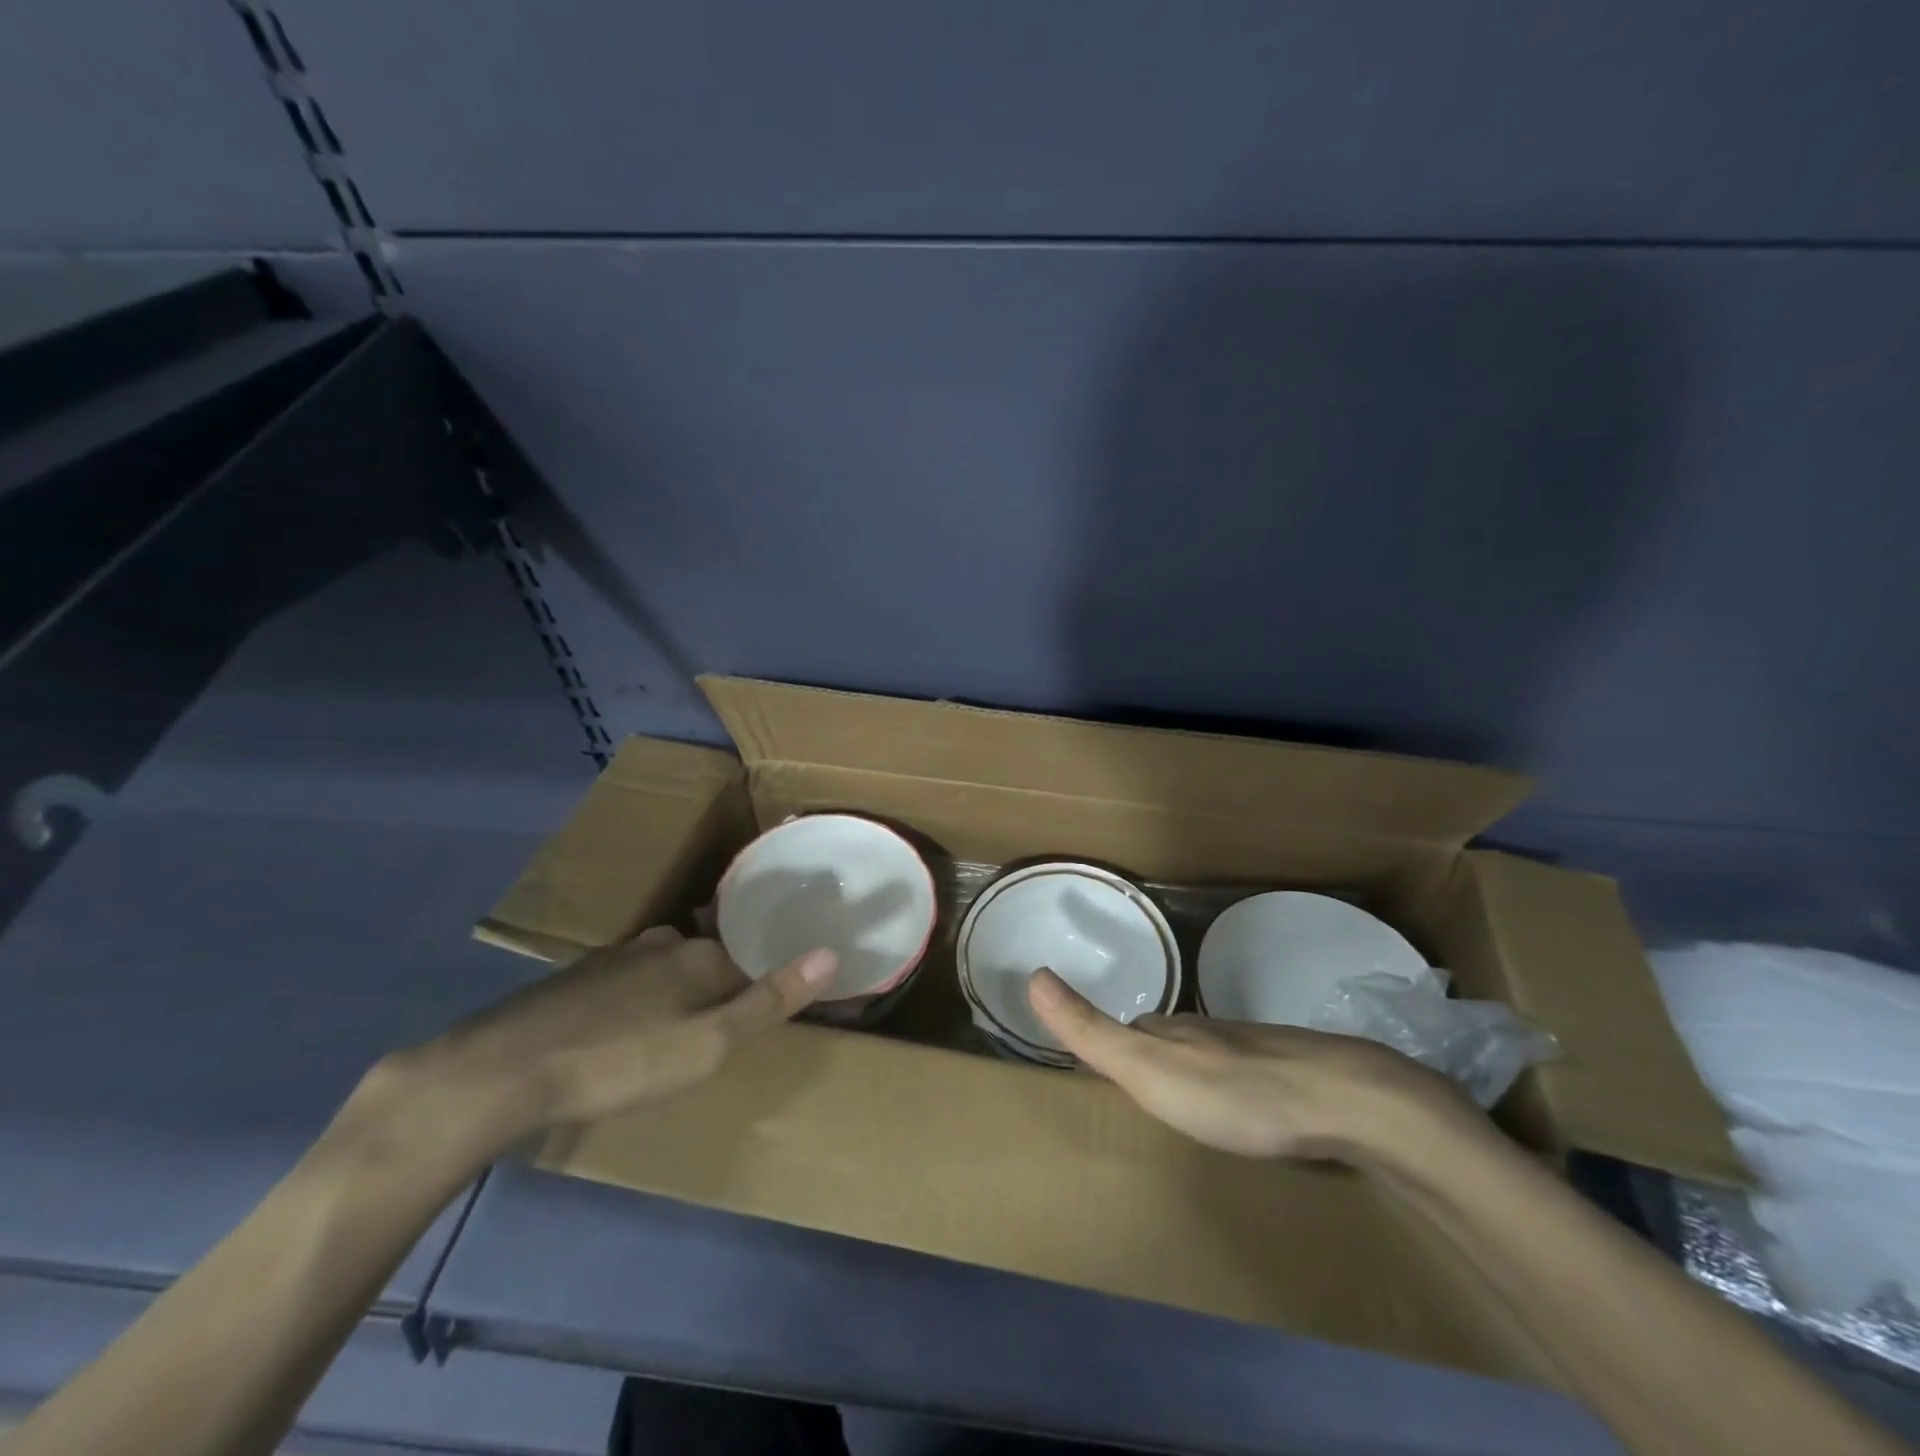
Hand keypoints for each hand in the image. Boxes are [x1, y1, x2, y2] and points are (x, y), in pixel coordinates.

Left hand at [384, 928, 835, 1157]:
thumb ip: (769, 1000)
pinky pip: (629, 978)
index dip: (770, 978)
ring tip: (684, 1024)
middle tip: (729, 1022)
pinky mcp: (576, 978)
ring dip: (681, 987)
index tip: (777, 1004)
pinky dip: (641, 996)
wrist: (499, 1073)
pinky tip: (627, 1025)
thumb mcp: (707, 1045)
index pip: (754, 956)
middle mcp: (661, 944)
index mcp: (699, 956)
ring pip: (666, 964)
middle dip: (725, 980)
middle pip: (711, 955)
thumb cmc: (620, 1061)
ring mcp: (614, 957)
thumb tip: (830, 952)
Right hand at [1027, 968, 1478, 1163]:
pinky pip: (1244, 1074)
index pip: (1125, 1031)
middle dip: (1145, 1053)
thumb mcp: (1147, 1069)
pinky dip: (1229, 1086)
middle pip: (1165, 1040)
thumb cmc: (1235, 1091)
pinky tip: (1240, 1109)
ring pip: (1207, 1056)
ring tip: (1180, 1100)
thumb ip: (1090, 1029)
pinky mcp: (1290, 1073)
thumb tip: (1032, 973)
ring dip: (1189, 1071)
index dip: (1104, 1040)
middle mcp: (1205, 1032)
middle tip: (1129, 1081)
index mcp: (1169, 1032)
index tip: (1090, 1055)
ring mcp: (1252, 1049)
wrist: (1347, 1102)